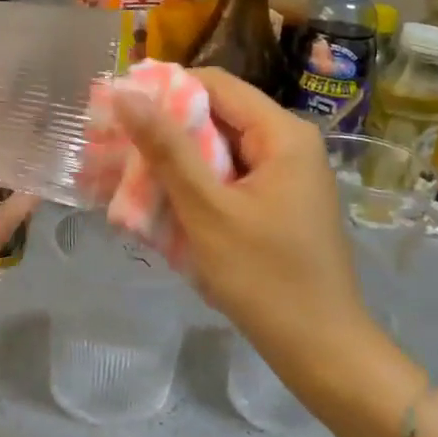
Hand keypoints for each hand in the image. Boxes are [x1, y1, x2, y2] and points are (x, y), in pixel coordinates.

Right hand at [112, 69, 371, 377]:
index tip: (118, 111)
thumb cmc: (265, 278)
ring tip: (128, 176)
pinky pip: (229, 178)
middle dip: (165, 131)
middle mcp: (288, 143)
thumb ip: (167, 149)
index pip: (214, 84)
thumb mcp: (208, 210)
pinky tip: (162, 203)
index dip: (164, 90)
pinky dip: (196, 186)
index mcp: (282, 133)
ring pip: (219, 149)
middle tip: (115, 147)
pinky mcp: (278, 202)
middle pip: (217, 115)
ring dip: (176, 162)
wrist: (323, 352)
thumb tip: (125, 93)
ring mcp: (286, 174)